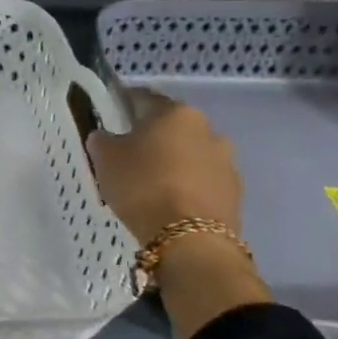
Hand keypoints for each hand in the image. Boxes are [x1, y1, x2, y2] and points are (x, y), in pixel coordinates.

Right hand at [87, 89, 265, 338]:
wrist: (190, 241)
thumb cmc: (142, 186)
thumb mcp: (105, 159)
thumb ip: (103, 140)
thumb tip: (106, 136)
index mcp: (175, 112)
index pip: (143, 98)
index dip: (123, 104)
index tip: (109, 114)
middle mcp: (207, 129)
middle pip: (171, 127)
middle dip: (151, 136)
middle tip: (127, 153)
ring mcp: (226, 161)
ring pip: (190, 154)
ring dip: (172, 162)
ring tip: (149, 183)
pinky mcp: (234, 192)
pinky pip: (202, 181)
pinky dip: (186, 185)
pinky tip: (168, 202)